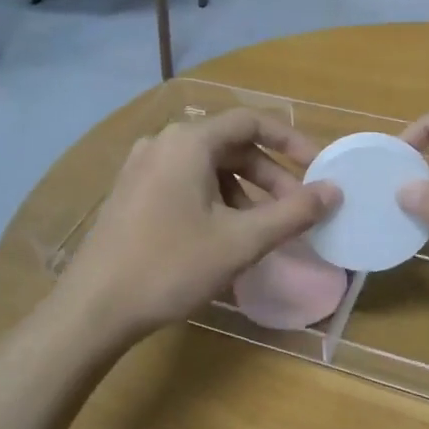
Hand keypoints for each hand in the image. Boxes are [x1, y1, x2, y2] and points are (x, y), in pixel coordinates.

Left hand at [60, 109, 340, 342]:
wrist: (94, 307)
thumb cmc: (171, 267)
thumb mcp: (240, 241)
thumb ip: (292, 213)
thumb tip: (334, 191)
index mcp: (188, 142)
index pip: (251, 122)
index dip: (290, 141)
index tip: (318, 168)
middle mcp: (162, 143)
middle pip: (230, 145)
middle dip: (269, 175)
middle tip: (296, 209)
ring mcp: (141, 168)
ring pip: (207, 168)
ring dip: (243, 192)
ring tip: (262, 231)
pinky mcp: (131, 193)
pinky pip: (184, 183)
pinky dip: (215, 200)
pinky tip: (225, 236)